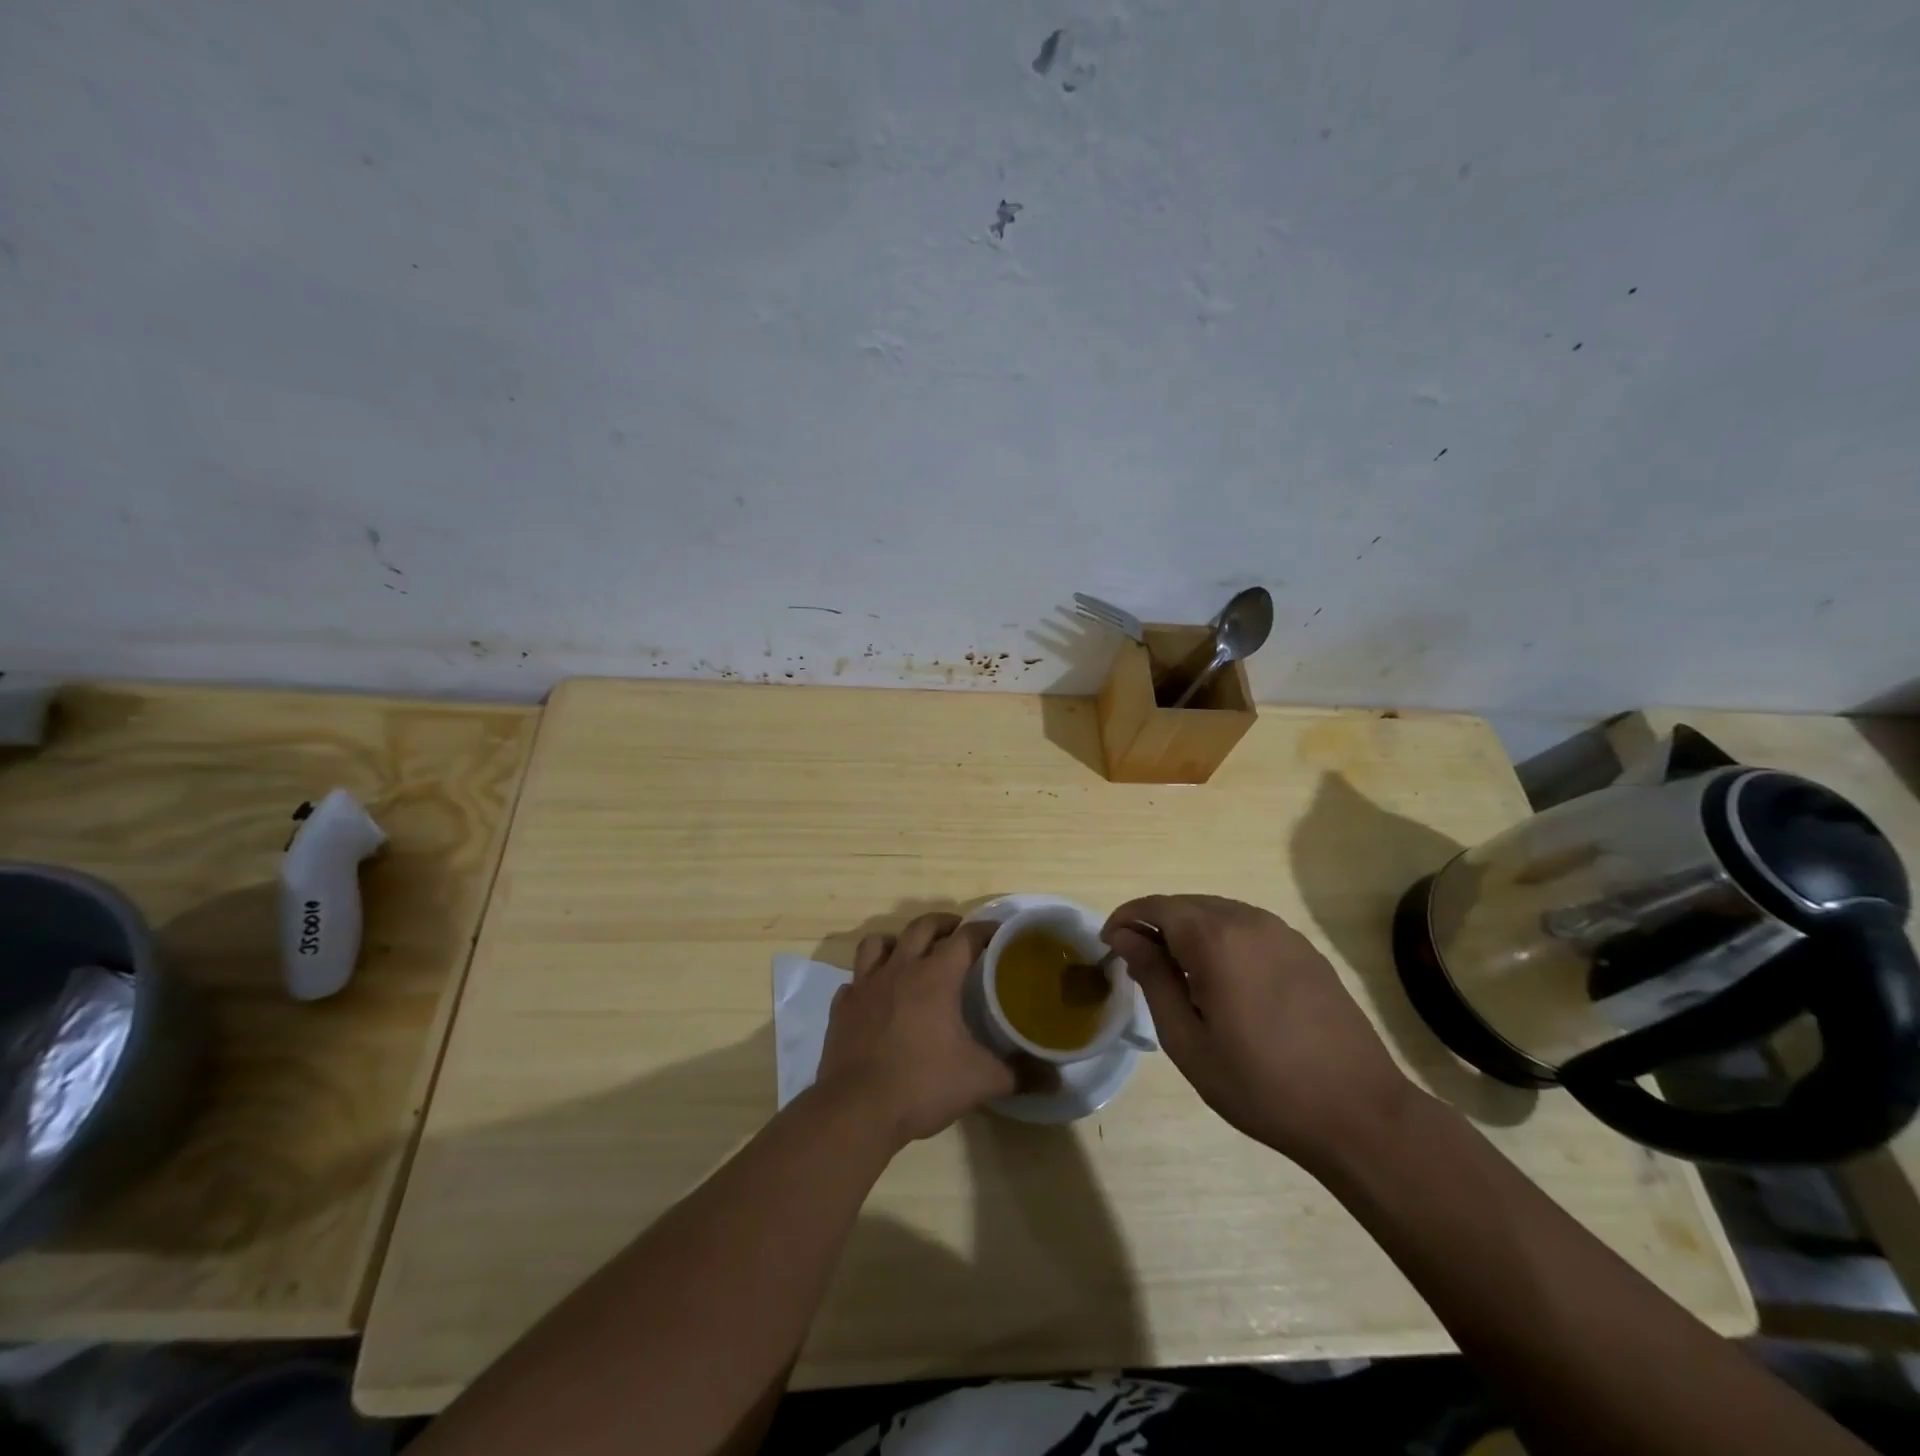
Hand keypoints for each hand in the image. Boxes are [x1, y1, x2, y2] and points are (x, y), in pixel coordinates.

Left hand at [817, 913, 1015, 1147]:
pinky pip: (854, 981)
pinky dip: (867, 982)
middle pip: (921, 927)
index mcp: (935, 977)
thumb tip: (1054, 1079)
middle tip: (957, 932)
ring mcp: (865, 986)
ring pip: (877, 943)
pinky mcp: (842, 1008)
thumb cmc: (922, 1085)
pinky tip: (875, 998)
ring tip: (909, 953)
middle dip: (942, 923)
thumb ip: (1019, 1075)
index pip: (965, 938)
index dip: (984, 931)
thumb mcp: (981, 1081)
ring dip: (896, 941)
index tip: (999, 933)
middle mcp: (899, 970)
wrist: (857, 1110)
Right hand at [1104, 894, 1414, 1170]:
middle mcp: (1248, 921)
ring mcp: (1282, 933)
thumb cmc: (1260, 1084)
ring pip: (1219, 912)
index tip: (1108, 944)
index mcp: (1215, 939)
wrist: (1358, 1113)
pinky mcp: (1305, 950)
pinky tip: (1223, 978)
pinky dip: (1222, 938)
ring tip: (1176, 971)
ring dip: (1189, 930)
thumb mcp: (1188, 1040)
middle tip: (1137, 961)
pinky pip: (1249, 927)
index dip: (1126, 919)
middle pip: (1187, 904)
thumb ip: (1153, 978)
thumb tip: (1127, 938)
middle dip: (1155, 924)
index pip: (1156, 907)